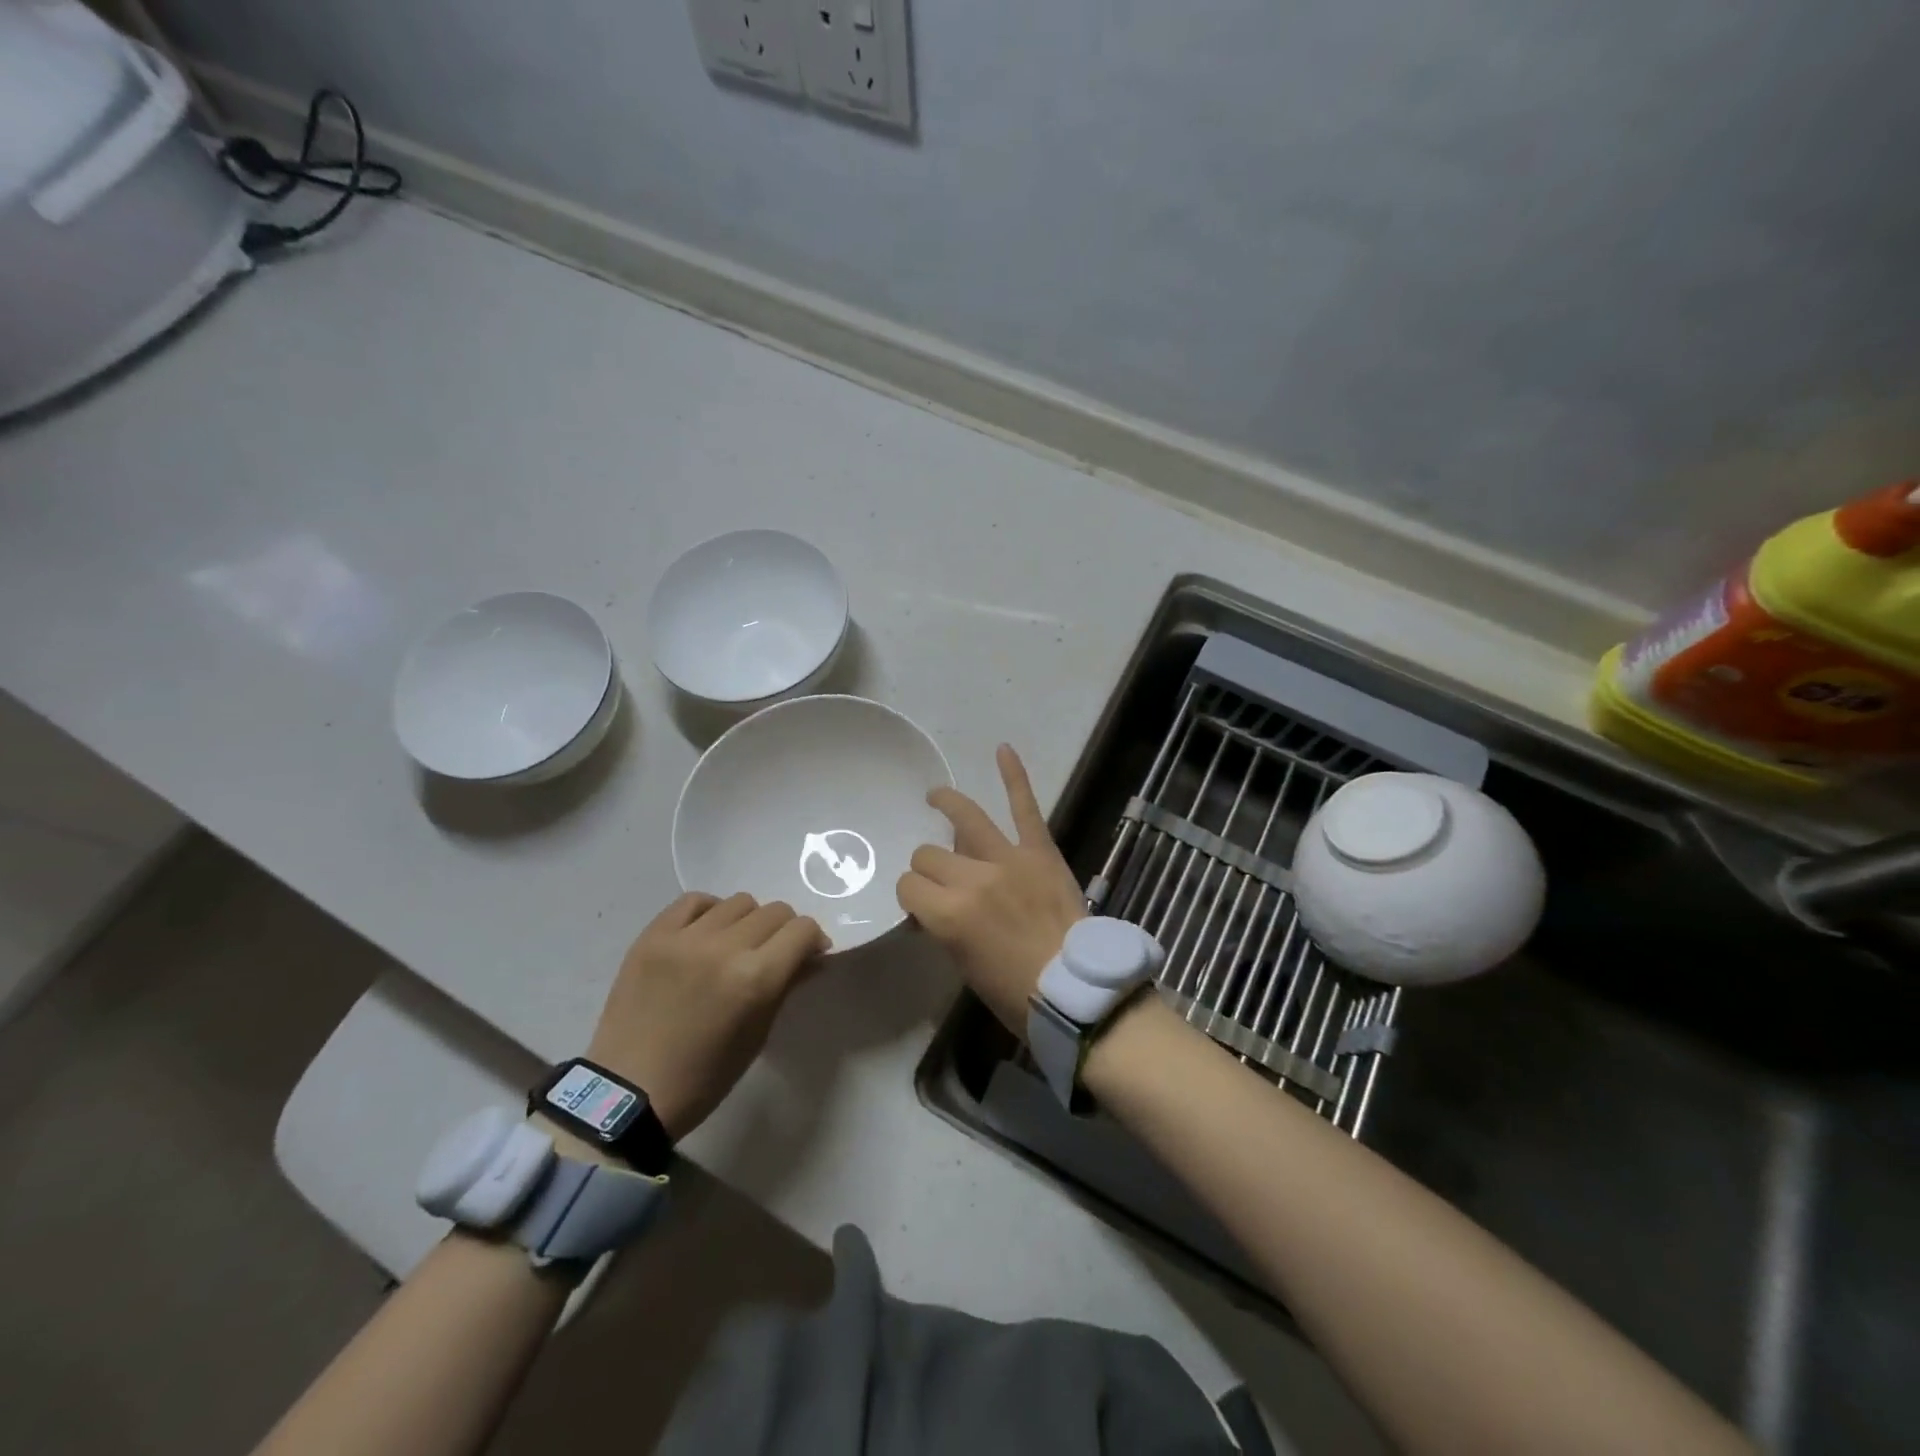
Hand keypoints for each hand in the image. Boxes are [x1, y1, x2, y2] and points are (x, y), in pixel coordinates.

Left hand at [580, 892, 826, 1139]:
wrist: (628, 1092)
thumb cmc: (704, 1077)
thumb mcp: (758, 1036)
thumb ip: (787, 986)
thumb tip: (813, 956)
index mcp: (755, 979)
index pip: (802, 930)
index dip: (812, 940)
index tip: (808, 954)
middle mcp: (724, 948)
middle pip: (775, 911)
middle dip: (784, 931)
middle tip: (773, 953)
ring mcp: (685, 938)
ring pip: (739, 902)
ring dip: (748, 921)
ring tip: (735, 944)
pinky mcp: (653, 936)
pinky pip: (693, 901)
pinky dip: (709, 911)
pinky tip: (706, 933)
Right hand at [896, 744, 1085, 1034]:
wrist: (1078, 990)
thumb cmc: (1015, 991)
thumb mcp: (963, 965)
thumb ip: (943, 926)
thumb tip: (932, 905)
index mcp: (949, 914)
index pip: (908, 886)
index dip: (911, 896)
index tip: (922, 907)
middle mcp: (972, 879)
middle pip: (929, 854)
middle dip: (928, 868)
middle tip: (941, 880)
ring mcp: (1008, 858)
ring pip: (964, 820)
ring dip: (947, 805)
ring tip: (936, 798)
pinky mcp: (1039, 850)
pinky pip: (1024, 807)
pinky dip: (1014, 776)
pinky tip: (1002, 750)